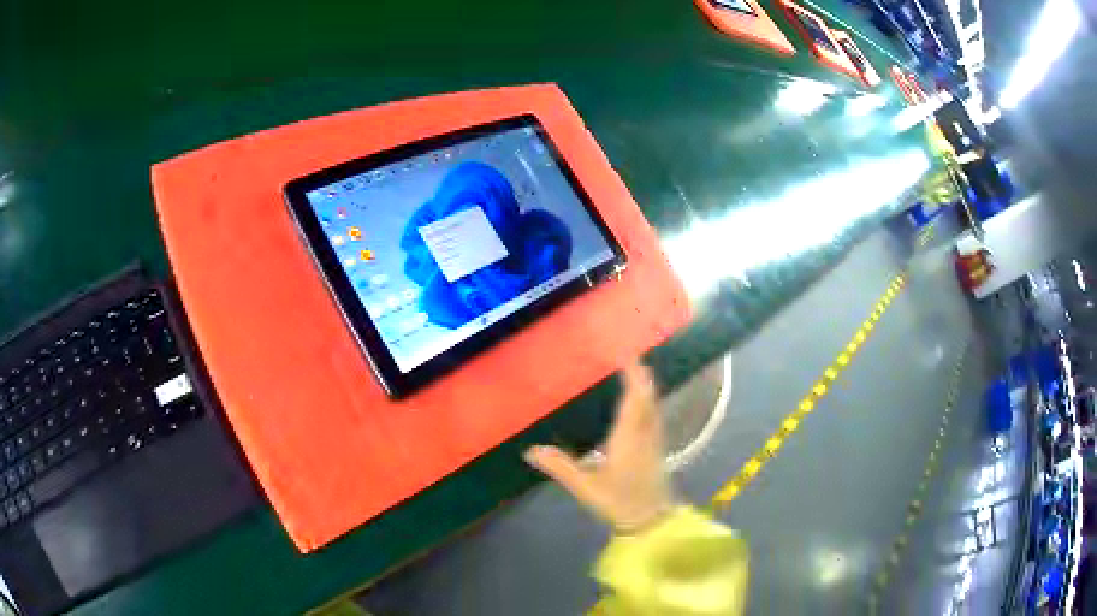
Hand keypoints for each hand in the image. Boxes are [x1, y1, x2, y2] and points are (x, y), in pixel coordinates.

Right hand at [524, 363, 672, 532]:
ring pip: (653, 408)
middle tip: (631, 360)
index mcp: (627, 438)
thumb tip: (531, 450)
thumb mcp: (585, 487)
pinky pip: (654, 418)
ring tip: (636, 377)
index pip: (633, 400)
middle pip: (647, 399)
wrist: (650, 521)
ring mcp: (654, 443)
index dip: (633, 376)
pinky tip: (642, 410)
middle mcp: (644, 435)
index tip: (628, 357)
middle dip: (641, 378)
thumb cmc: (618, 502)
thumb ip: (559, 467)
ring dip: (646, 390)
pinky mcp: (658, 451)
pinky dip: (648, 405)